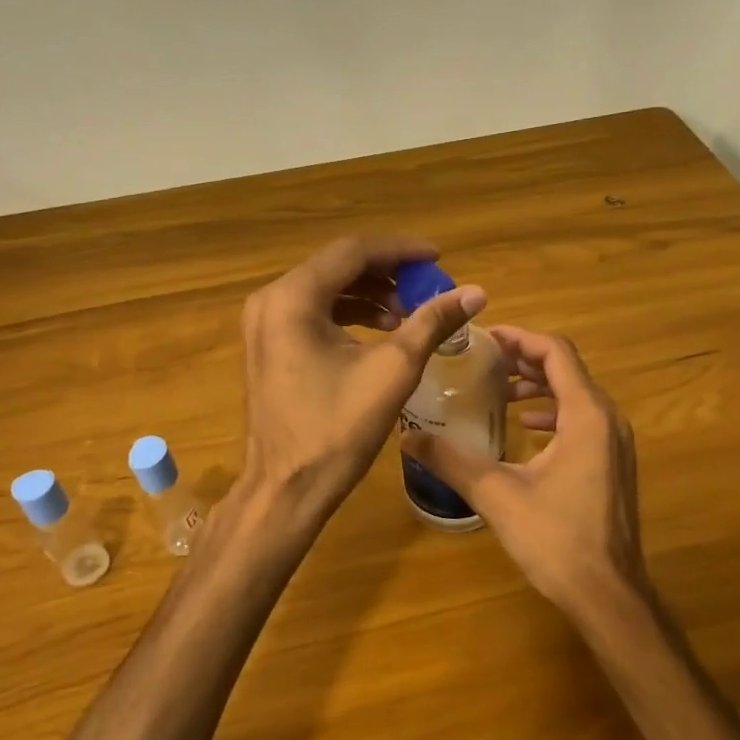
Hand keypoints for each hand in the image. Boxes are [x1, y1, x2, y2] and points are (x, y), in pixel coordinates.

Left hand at [238, 237, 486, 525]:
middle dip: (386, 273)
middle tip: (427, 286)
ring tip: (409, 313)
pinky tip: (380, 331)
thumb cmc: (338, 429)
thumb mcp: (393, 370)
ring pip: (325, 289)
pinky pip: (312, 313)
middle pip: (336, 267)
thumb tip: (475, 293)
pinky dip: (348, 314)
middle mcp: (270, 300)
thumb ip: (432, 322)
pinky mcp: (268, 345)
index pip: (353, 252)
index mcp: (293, 298)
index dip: (401, 251)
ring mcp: (264, 324)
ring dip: (369, 294)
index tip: (438, 258)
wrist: (287, 488)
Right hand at [401, 327, 647, 618]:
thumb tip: (407, 437)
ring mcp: (615, 443)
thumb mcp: (497, 495)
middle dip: (525, 360)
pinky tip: (524, 427)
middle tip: (484, 361)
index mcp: (586, 416)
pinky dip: (553, 412)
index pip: (556, 353)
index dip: (520, 338)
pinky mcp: (613, 464)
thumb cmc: (555, 539)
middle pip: (568, 369)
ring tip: (499, 391)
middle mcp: (608, 420)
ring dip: (539, 386)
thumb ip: (452, 461)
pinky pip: (583, 419)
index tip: (485, 337)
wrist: (607, 594)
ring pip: (576, 394)